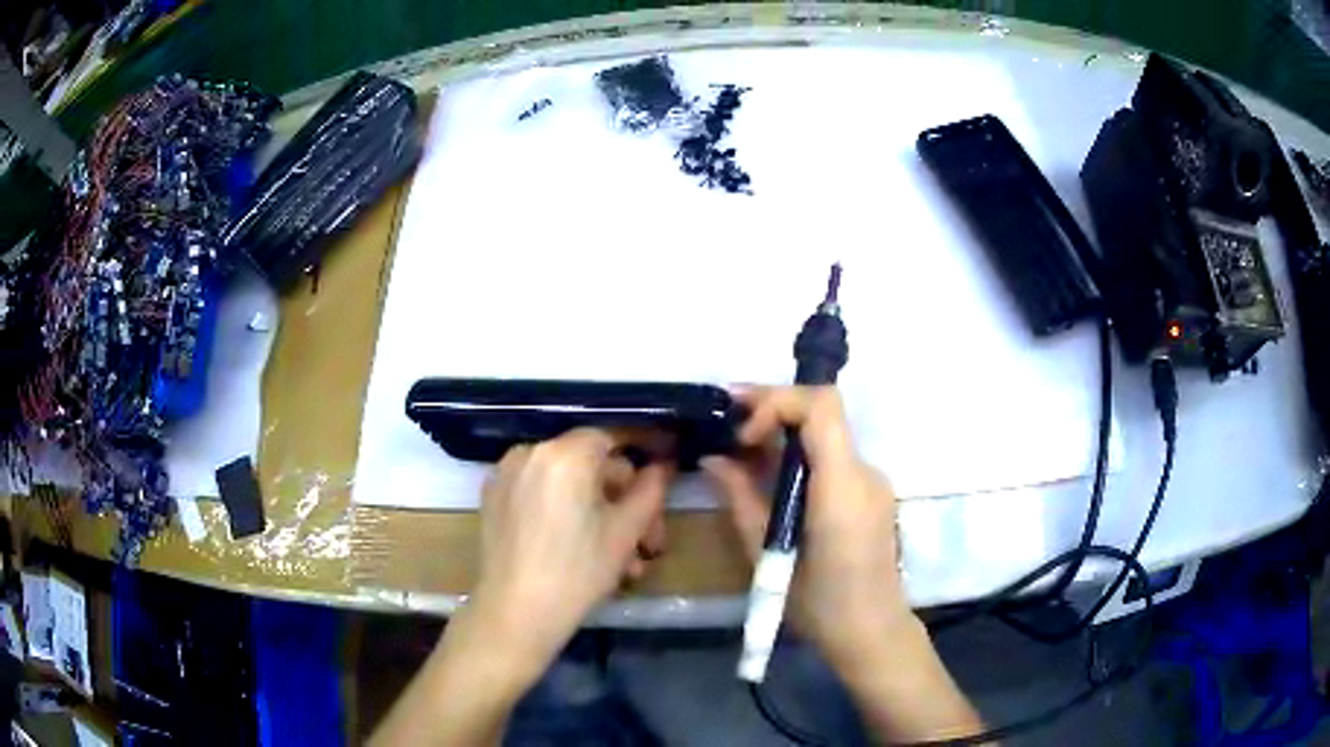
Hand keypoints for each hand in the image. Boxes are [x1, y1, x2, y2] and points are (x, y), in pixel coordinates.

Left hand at [466, 428, 672, 685]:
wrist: (516, 613)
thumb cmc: (578, 572)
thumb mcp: (626, 531)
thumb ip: (651, 489)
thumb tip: (664, 464)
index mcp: (565, 454)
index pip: (614, 436)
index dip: (644, 450)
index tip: (664, 468)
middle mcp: (531, 452)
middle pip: (590, 464)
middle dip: (623, 500)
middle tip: (648, 541)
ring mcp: (507, 474)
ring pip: (567, 483)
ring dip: (598, 514)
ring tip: (623, 560)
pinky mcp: (494, 497)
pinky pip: (541, 494)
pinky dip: (565, 512)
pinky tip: (583, 549)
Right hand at [702, 386, 913, 675]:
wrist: (871, 633)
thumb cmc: (818, 606)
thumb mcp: (768, 554)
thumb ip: (741, 499)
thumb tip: (714, 459)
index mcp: (842, 488)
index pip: (821, 406)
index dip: (777, 402)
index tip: (743, 433)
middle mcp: (865, 473)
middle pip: (822, 412)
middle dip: (772, 409)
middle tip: (727, 425)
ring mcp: (872, 481)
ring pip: (826, 433)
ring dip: (783, 432)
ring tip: (739, 450)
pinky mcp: (870, 494)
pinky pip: (832, 457)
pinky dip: (799, 455)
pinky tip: (769, 477)